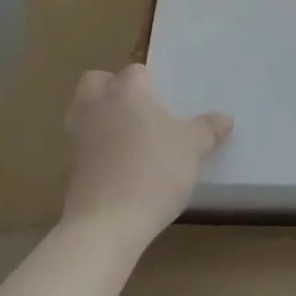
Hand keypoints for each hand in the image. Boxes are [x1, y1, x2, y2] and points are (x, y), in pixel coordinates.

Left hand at [61, 65, 231, 249]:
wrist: (106, 224)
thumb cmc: (154, 172)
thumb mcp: (192, 149)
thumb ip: (207, 129)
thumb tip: (225, 118)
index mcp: (126, 91)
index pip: (135, 72)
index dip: (150, 83)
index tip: (165, 102)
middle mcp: (97, 105)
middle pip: (96, 81)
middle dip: (112, 89)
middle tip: (138, 109)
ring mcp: (78, 136)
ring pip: (84, 110)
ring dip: (100, 116)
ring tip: (128, 137)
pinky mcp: (70, 166)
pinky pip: (82, 144)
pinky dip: (95, 148)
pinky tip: (118, 167)